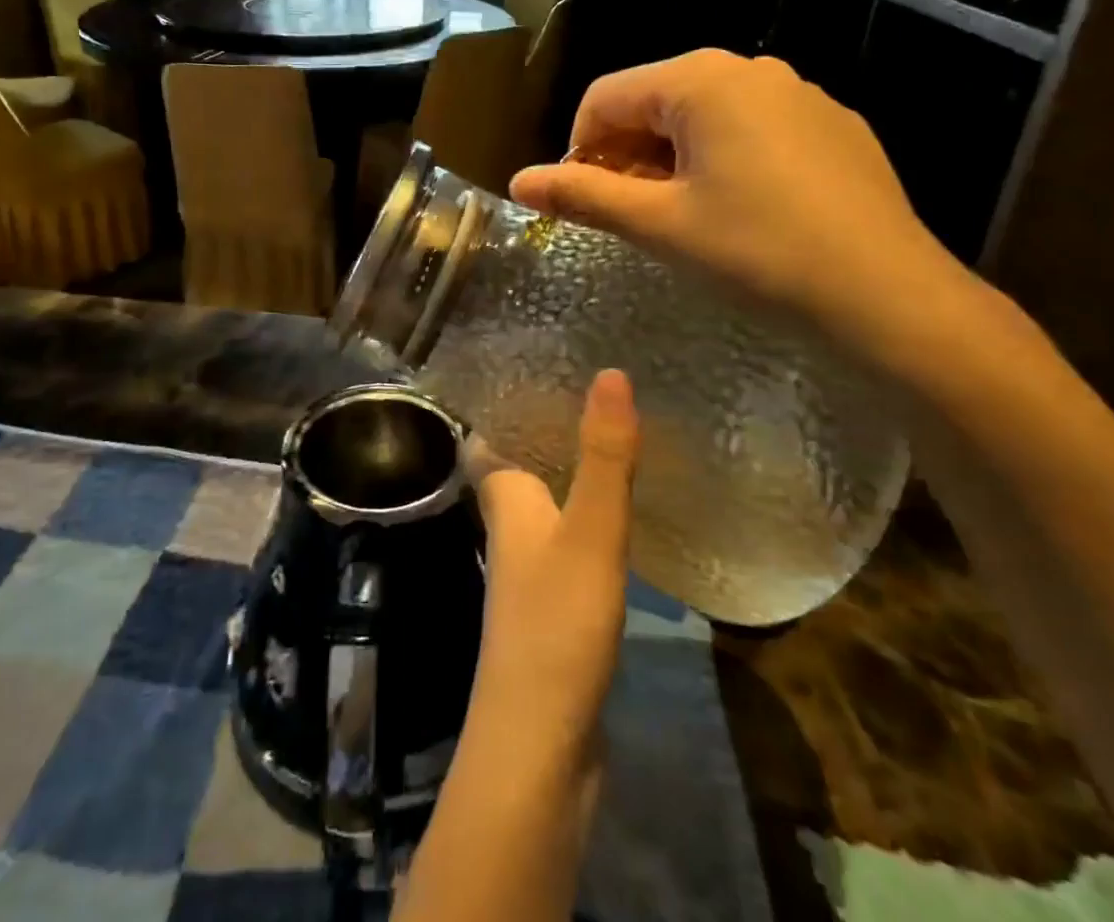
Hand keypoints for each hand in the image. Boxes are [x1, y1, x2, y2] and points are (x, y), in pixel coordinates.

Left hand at [468, 370, 641, 771]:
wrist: (539, 748)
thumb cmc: (556, 625)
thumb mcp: (591, 532)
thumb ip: (603, 456)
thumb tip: (610, 372)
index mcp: (505, 498)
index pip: (490, 433)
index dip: (507, 401)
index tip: (542, 366)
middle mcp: (510, 526)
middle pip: (519, 462)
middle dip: (547, 430)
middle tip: (594, 394)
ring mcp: (530, 569)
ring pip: (546, 501)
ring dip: (572, 471)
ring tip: (615, 436)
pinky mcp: (555, 604)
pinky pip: (569, 539)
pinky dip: (590, 516)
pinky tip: (623, 512)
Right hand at [509, 50, 968, 354]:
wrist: (888, 294)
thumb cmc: (757, 251)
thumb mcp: (659, 224)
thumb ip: (583, 196)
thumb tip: (518, 182)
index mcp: (700, 80)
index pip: (605, 97)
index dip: (578, 149)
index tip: (581, 203)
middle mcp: (749, 69)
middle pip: (653, 102)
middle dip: (625, 155)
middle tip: (627, 216)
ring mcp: (798, 94)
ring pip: (702, 116)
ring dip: (670, 160)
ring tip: (678, 217)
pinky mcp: (831, 125)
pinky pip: (752, 129)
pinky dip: (721, 160)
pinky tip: (738, 212)